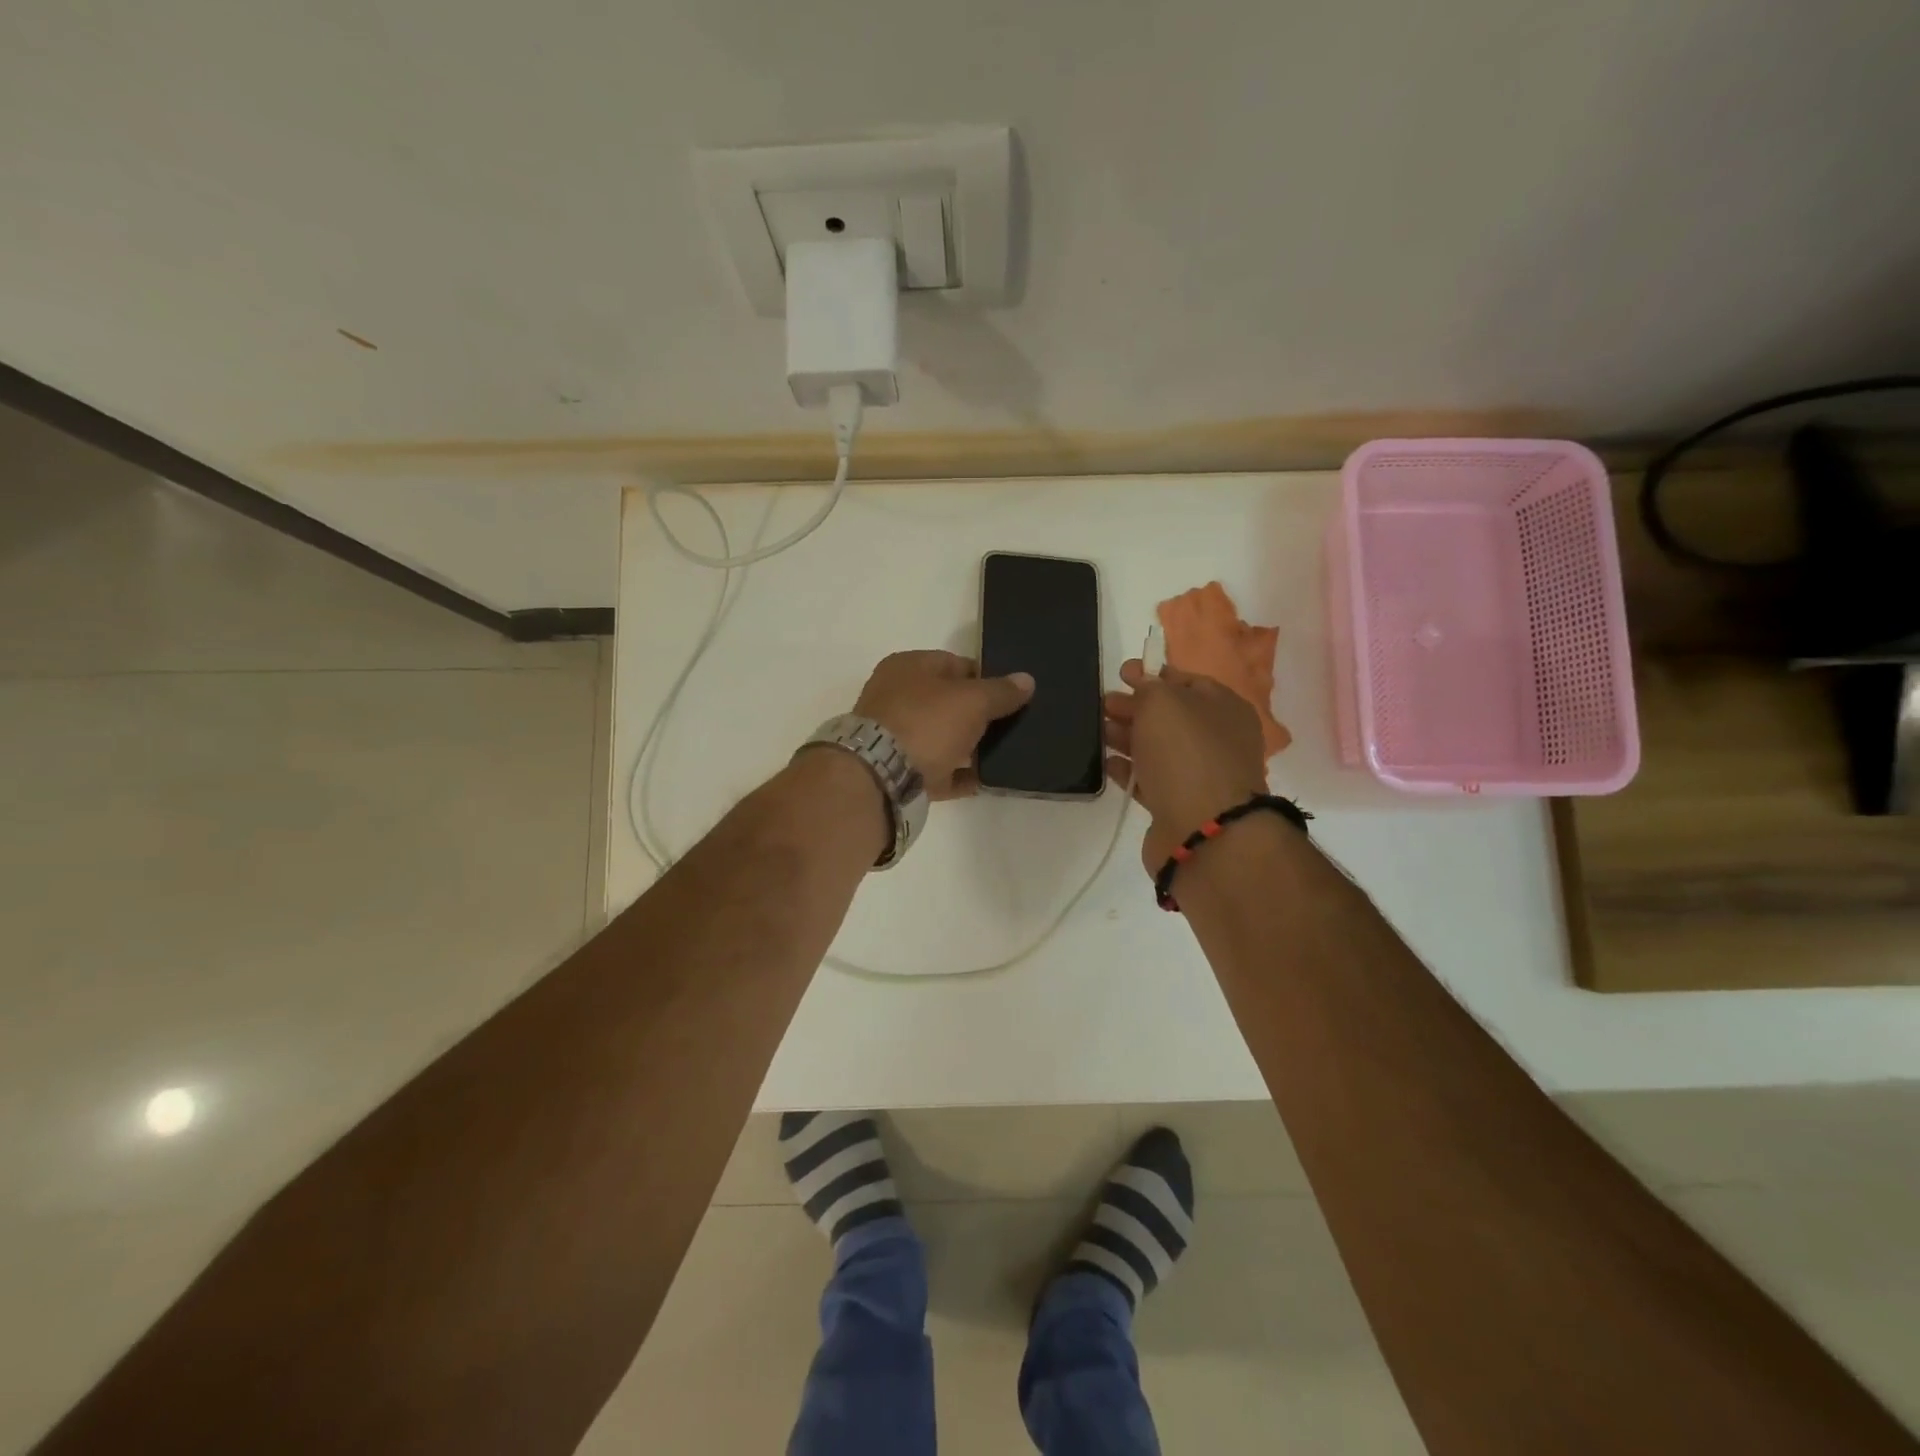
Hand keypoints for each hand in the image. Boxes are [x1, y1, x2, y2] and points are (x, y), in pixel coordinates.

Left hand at [853, 651, 1034, 800]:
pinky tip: (986, 780)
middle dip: (978, 713)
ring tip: (1005, 753)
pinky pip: (938, 771)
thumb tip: (1027, 680)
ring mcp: (896, 737)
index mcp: (908, 667)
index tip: (1011, 694)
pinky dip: (959, 775)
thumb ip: (1001, 691)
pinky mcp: (900, 772)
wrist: (881, 776)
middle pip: (948, 702)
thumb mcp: (972, 700)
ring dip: (969, 746)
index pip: (954, 664)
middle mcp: (896, 697)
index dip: (985, 677)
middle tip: (1012, 724)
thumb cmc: (926, 722)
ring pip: (942, 738)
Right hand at [1104, 658, 1270, 869]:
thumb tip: (1140, 681)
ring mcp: (1199, 774)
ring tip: (1097, 731)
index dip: (1152, 674)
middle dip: (1134, 707)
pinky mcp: (1178, 805)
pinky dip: (1128, 770)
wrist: (1202, 828)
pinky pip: (1149, 780)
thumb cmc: (1186, 753)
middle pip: (1169, 716)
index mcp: (1224, 707)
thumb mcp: (1163, 703)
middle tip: (1102, 704)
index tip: (1120, 674)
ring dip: (1126, 736)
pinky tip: (1106, 763)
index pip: (1186, 681)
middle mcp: (1217, 739)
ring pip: (1157, 747)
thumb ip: (1148, 687)